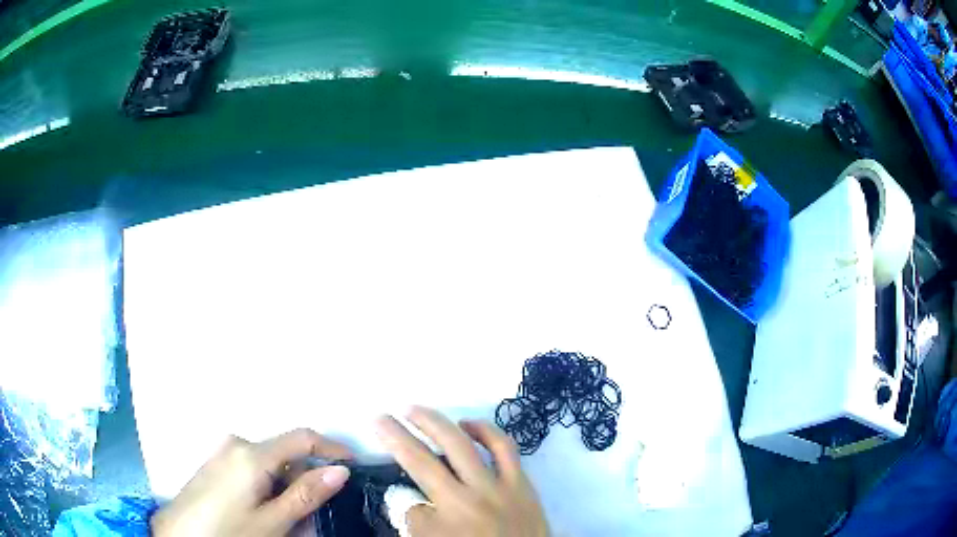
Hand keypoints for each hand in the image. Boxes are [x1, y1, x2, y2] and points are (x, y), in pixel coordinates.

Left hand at [151, 429, 352, 536]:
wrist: (179, 535)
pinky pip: (251, 469)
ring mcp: (222, 453)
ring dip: (286, 485)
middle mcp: (235, 444)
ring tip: (290, 518)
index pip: (301, 437)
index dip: (332, 448)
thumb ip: (305, 495)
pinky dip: (267, 486)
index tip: (354, 466)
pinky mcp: (215, 464)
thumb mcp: (272, 522)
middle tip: (316, 511)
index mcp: (250, 454)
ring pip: (268, 464)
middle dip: (305, 477)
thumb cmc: (227, 531)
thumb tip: (340, 471)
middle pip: (284, 453)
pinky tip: (264, 511)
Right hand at [376, 407, 548, 536]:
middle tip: (382, 417)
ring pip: (461, 444)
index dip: (400, 502)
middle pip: (423, 460)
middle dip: (397, 435)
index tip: (398, 490)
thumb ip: (419, 525)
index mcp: (445, 522)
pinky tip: (468, 424)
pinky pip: (504, 447)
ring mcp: (497, 487)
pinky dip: (486, 430)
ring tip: (415, 409)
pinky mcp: (522, 481)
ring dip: (434, 423)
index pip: (407, 503)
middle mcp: (466, 499)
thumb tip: (411, 502)